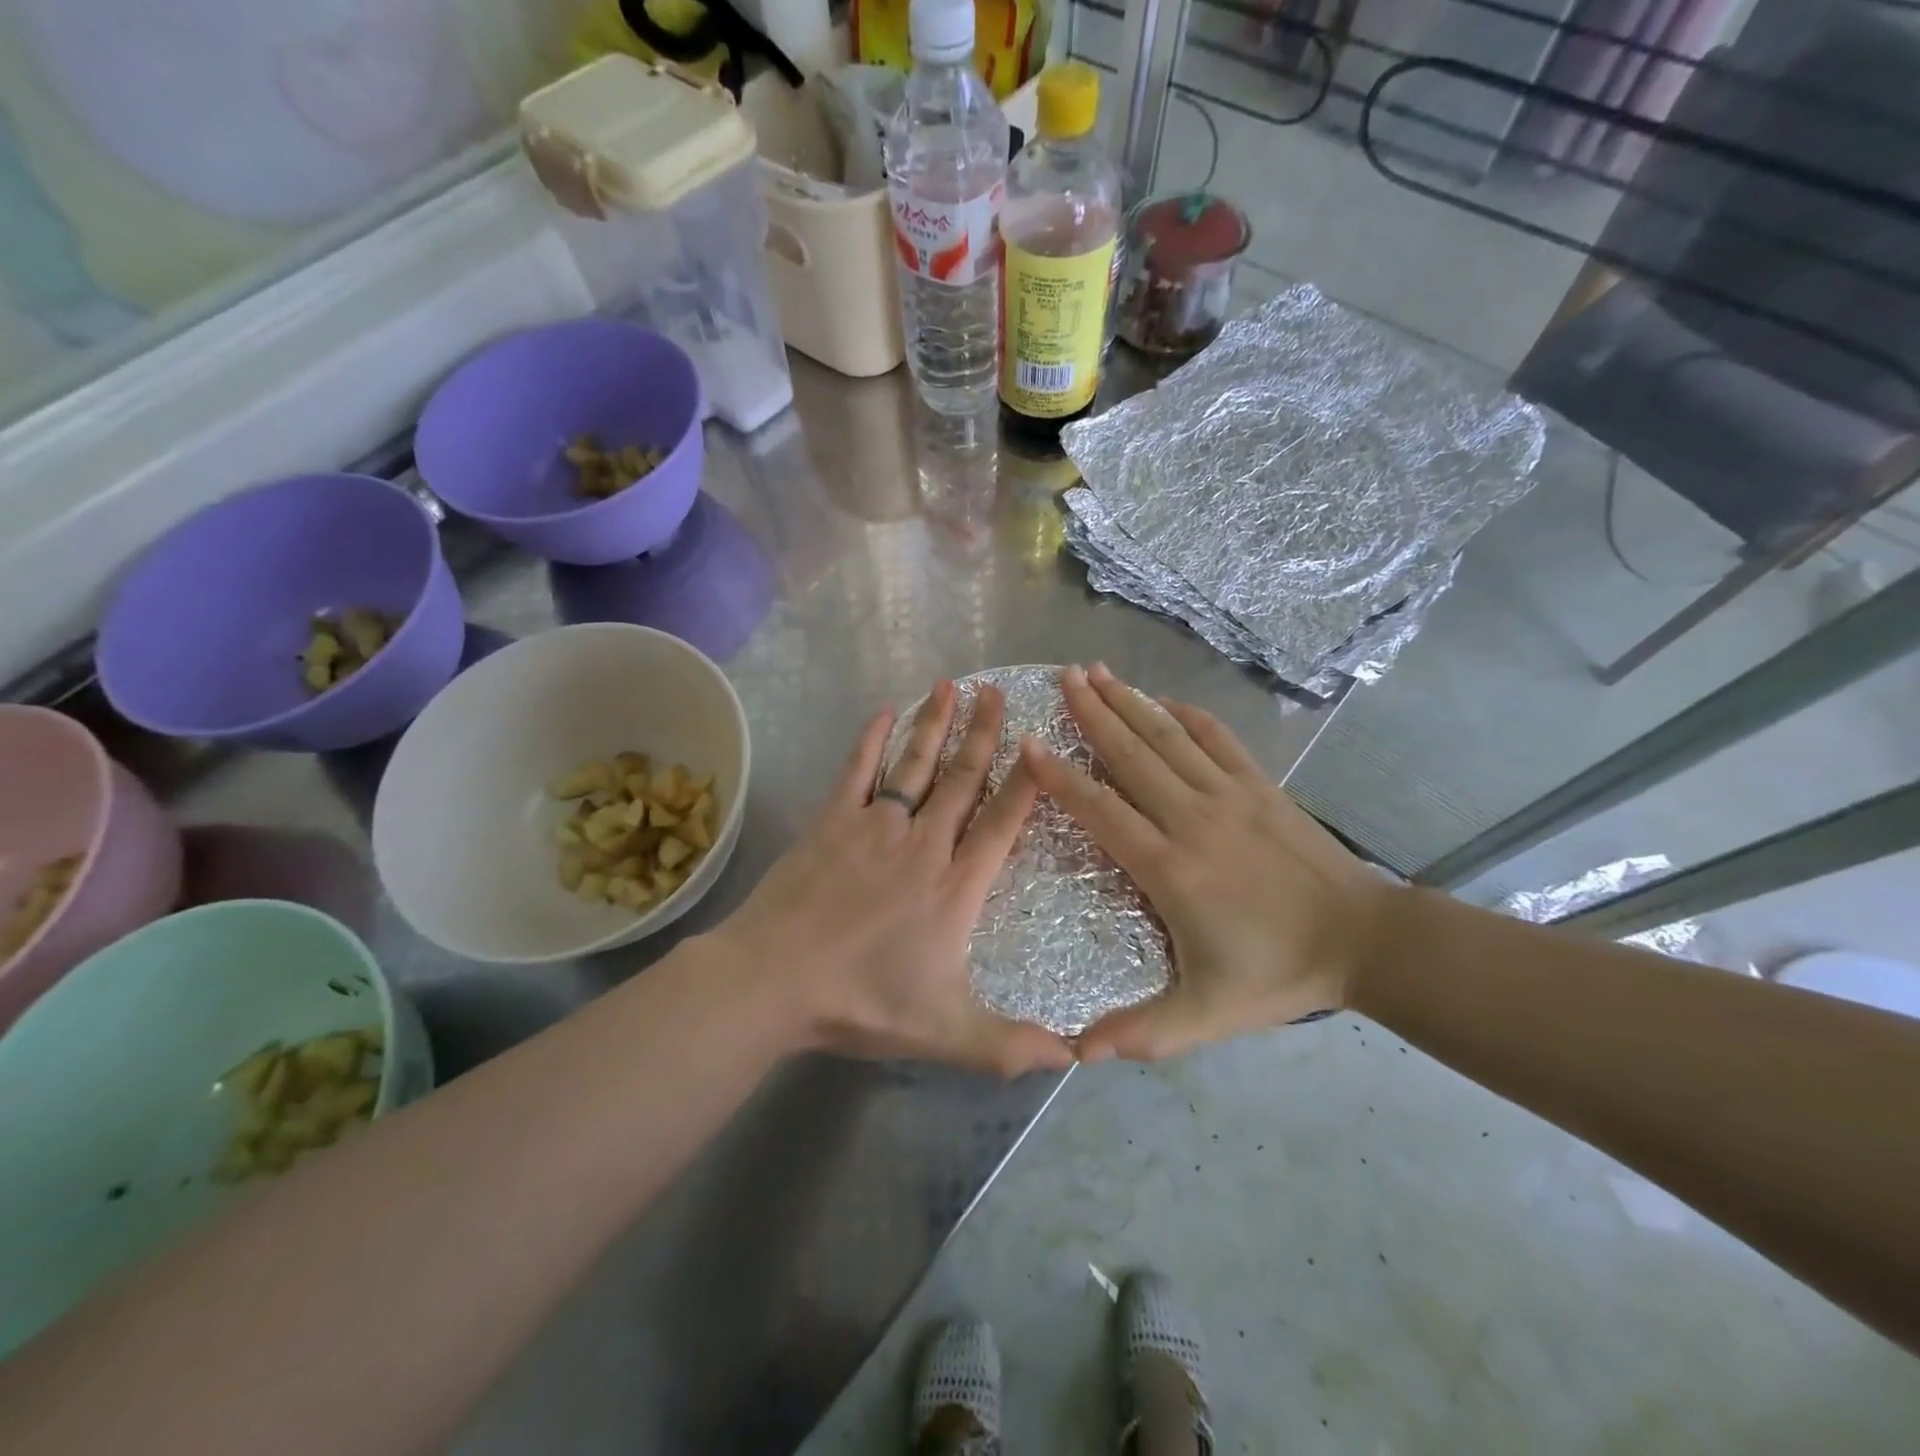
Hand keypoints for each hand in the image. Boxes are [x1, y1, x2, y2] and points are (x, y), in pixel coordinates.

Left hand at [715, 680, 1075, 1076]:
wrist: (774, 980)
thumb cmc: (862, 1001)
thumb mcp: (946, 1033)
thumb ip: (1009, 1045)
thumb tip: (1076, 1059)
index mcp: (955, 886)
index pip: (1003, 823)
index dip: (1026, 782)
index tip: (1041, 742)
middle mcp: (923, 844)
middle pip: (963, 779)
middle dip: (983, 734)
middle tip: (998, 690)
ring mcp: (875, 826)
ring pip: (915, 765)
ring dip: (935, 724)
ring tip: (952, 684)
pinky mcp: (832, 822)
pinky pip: (858, 770)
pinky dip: (871, 739)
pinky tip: (883, 710)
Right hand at [1020, 664, 1391, 1060]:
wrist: (1365, 941)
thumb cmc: (1278, 974)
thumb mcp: (1207, 1016)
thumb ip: (1143, 1032)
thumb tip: (1076, 1054)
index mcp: (1170, 868)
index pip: (1101, 811)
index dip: (1060, 777)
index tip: (1029, 744)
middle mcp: (1192, 818)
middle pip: (1131, 756)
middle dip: (1091, 714)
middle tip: (1061, 677)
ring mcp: (1229, 795)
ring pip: (1168, 737)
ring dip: (1129, 702)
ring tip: (1097, 672)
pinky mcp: (1260, 786)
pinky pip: (1216, 738)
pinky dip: (1185, 713)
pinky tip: (1162, 699)